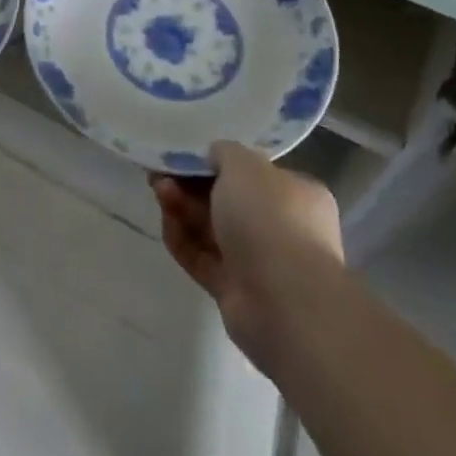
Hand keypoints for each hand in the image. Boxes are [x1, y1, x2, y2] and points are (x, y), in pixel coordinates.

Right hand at [151, 141, 342, 369]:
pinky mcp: (235, 289)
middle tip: (162, 174)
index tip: (185, 155)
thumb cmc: (270, 220)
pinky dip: (183, 240)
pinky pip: (203, 258)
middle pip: (226, 200)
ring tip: (160, 192)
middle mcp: (282, 227)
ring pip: (212, 228)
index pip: (253, 173)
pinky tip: (166, 222)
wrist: (283, 302)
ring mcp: (259, 262)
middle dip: (191, 185)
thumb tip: (215, 155)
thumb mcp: (245, 165)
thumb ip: (225, 152)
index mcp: (296, 195)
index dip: (216, 163)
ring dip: (183, 208)